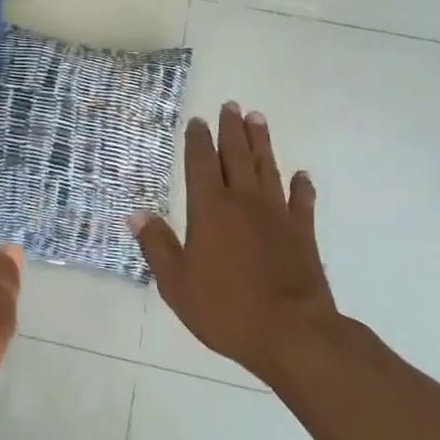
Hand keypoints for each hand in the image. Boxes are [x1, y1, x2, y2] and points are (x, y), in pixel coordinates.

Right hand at [130, 104, 339, 384]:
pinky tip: (301, 175)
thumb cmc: (226, 309)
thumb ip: (157, 245)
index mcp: (210, 209)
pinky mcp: (303, 233)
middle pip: (237, 156)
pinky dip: (301, 186)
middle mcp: (244, 201)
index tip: (197, 121)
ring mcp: (277, 215)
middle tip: (231, 106)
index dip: (198, 141)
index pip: (201, 164)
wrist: (292, 333)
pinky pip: (302, 201)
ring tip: (257, 120)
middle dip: (231, 129)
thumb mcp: (177, 283)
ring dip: (262, 143)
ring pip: (267, 168)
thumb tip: (137, 213)